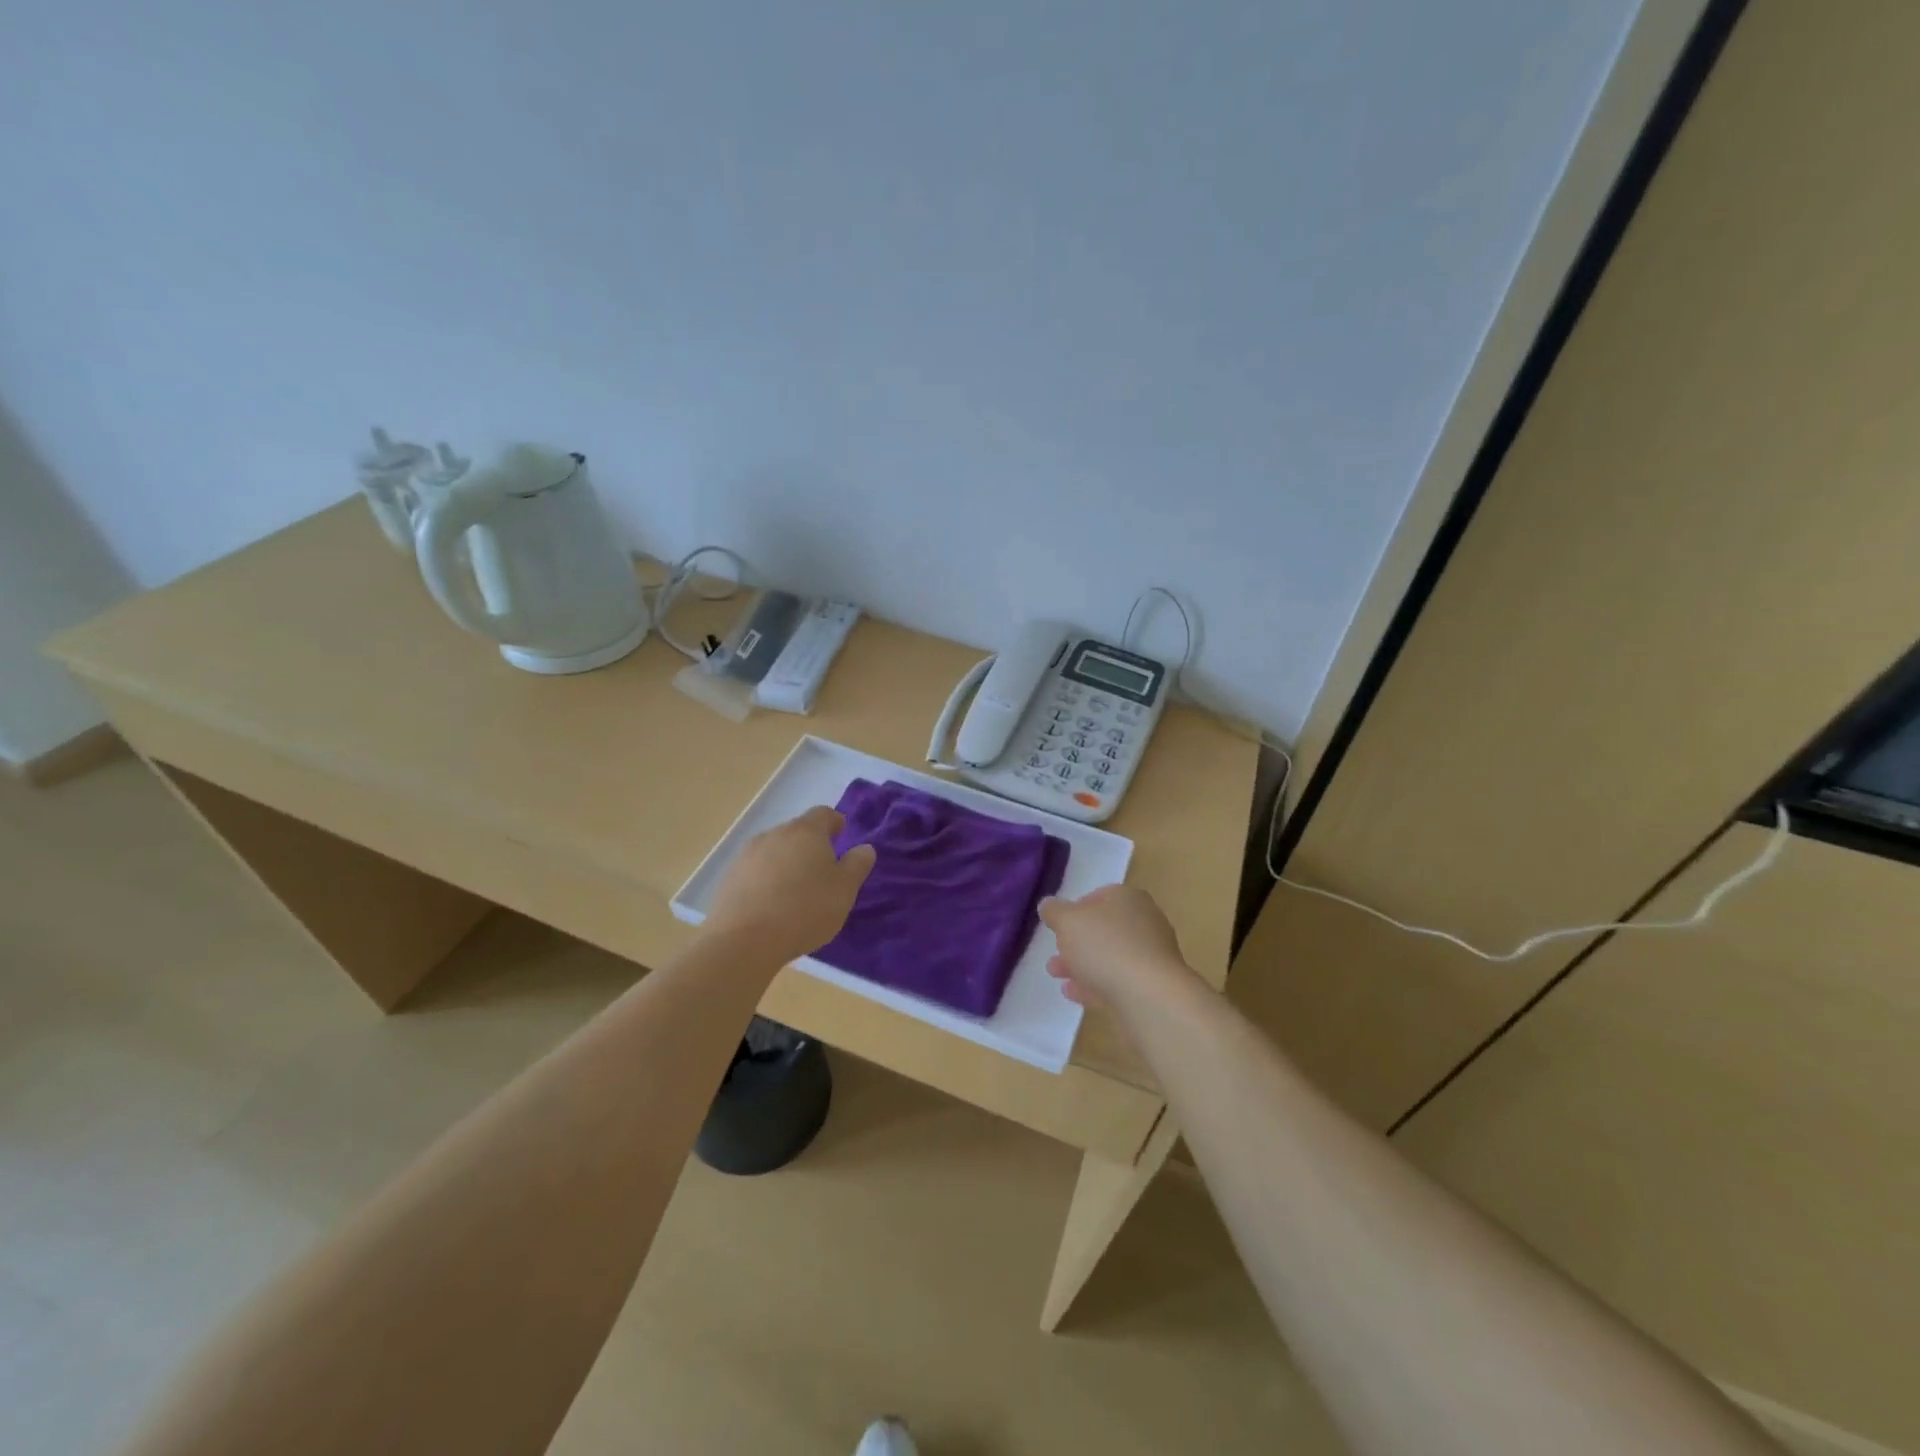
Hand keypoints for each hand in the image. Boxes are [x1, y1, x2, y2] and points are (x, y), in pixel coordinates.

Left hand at [703, 806, 876, 962]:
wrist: (744, 940)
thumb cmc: (805, 909)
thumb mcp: (844, 890)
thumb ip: (857, 864)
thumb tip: (864, 848)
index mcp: (806, 831)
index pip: (824, 814)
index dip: (835, 822)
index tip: (841, 835)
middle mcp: (774, 834)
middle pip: (797, 831)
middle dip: (810, 845)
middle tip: (822, 871)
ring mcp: (747, 855)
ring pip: (774, 851)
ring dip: (786, 863)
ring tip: (795, 891)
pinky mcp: (729, 877)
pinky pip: (755, 871)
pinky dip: (766, 880)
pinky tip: (771, 905)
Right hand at [1040, 884, 1199, 1014]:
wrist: (1149, 996)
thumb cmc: (1106, 946)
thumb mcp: (1068, 921)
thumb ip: (1054, 911)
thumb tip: (1048, 906)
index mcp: (1128, 898)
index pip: (1099, 896)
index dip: (1075, 909)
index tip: (1058, 926)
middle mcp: (1144, 922)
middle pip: (1104, 929)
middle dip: (1076, 941)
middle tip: (1054, 953)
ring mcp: (1150, 956)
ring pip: (1109, 956)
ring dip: (1081, 964)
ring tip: (1055, 974)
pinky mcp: (1151, 986)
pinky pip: (1117, 980)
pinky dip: (1094, 984)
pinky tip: (1073, 993)